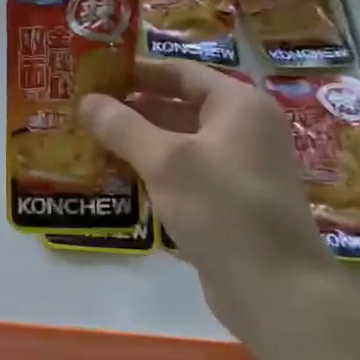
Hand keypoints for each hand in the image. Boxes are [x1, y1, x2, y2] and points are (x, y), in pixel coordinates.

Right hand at [80, 62, 334, 326]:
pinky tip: (120, 179)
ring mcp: (239, 167)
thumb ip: (123, 126)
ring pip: (180, 143)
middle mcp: (244, 128)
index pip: (180, 72)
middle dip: (132, 108)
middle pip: (179, 106)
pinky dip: (155, 172)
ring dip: (139, 142)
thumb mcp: (165, 161)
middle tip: (84, 110)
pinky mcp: (231, 202)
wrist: (275, 288)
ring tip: (91, 141)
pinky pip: (186, 175)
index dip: (136, 71)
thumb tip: (86, 100)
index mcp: (238, 104)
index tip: (94, 73)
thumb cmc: (222, 207)